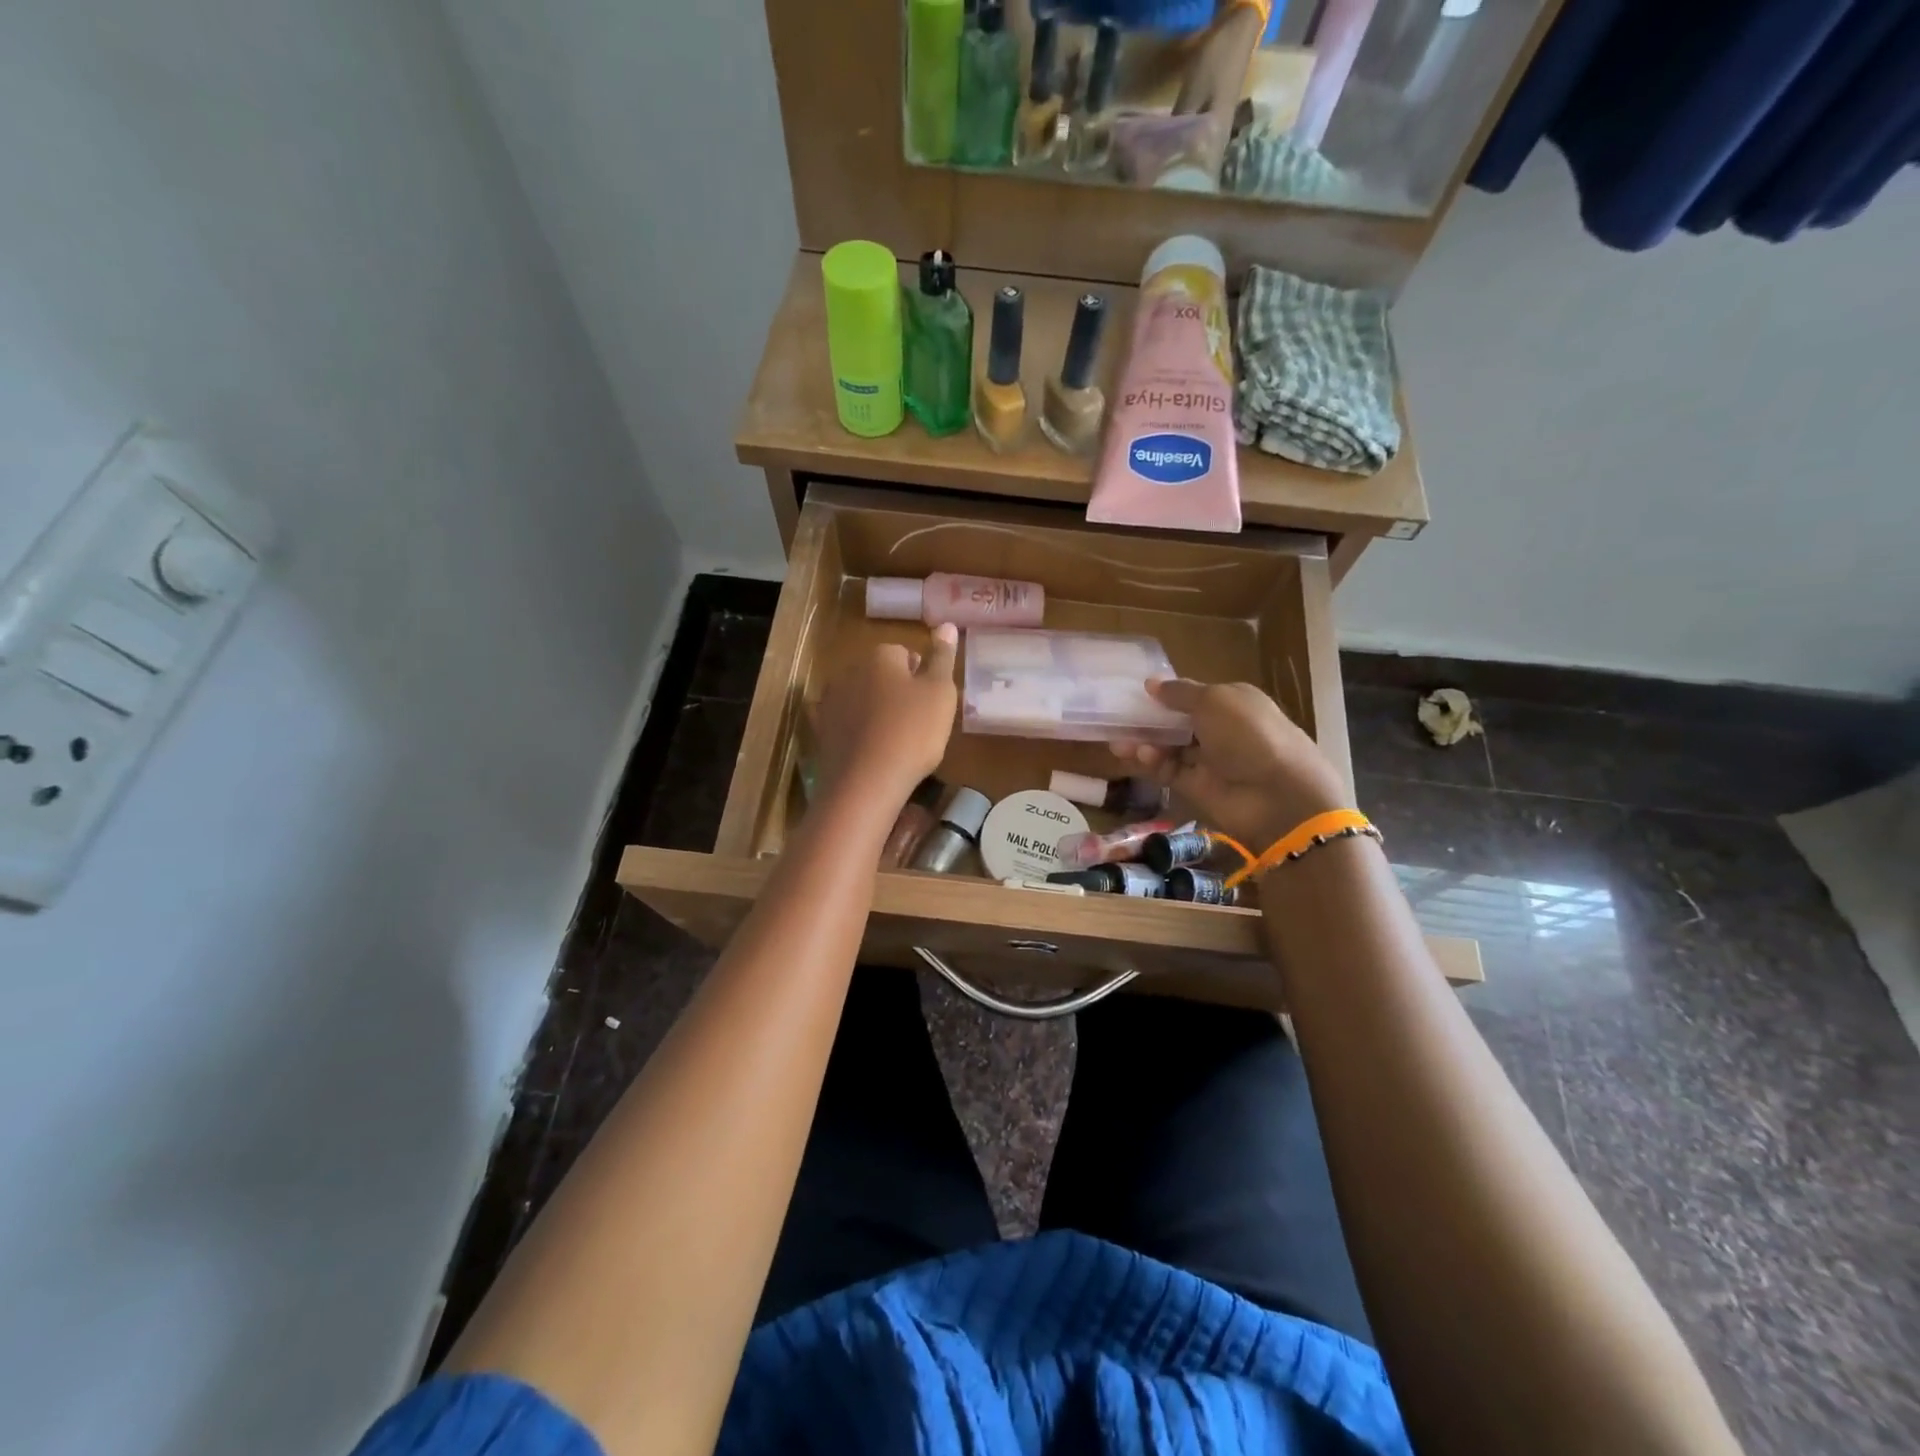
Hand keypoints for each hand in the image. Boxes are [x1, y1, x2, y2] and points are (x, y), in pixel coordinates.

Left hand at [809, 625, 958, 807]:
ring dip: (875, 711)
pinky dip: (854, 731)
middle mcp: (850, 669)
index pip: (906, 655)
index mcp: (880, 655)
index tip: (931, 705)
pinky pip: (843, 723)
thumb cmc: (913, 732)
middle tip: (917, 724)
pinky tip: (868, 750)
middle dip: (897, 693)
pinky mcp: (820, 730)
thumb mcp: (940, 692)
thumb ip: (943, 657)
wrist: (866, 782)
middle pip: (881, 675)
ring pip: (861, 698)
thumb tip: (946, 625)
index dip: (922, 679)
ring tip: (894, 741)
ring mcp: (830, 700)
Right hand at [1112, 679, 1347, 847]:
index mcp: (1232, 703)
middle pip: (1177, 722)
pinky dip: (1151, 762)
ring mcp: (1209, 761)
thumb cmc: (1249, 735)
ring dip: (1145, 742)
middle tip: (1116, 719)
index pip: (1193, 695)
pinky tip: (1136, 755)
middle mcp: (1221, 730)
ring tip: (1118, 741)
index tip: (1136, 693)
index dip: (1166, 694)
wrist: (1278, 796)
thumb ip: (1179, 693)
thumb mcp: (1214, 701)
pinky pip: (1168, 770)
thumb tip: (1151, 683)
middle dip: (1149, 720)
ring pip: (1169, 747)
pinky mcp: (1197, 787)